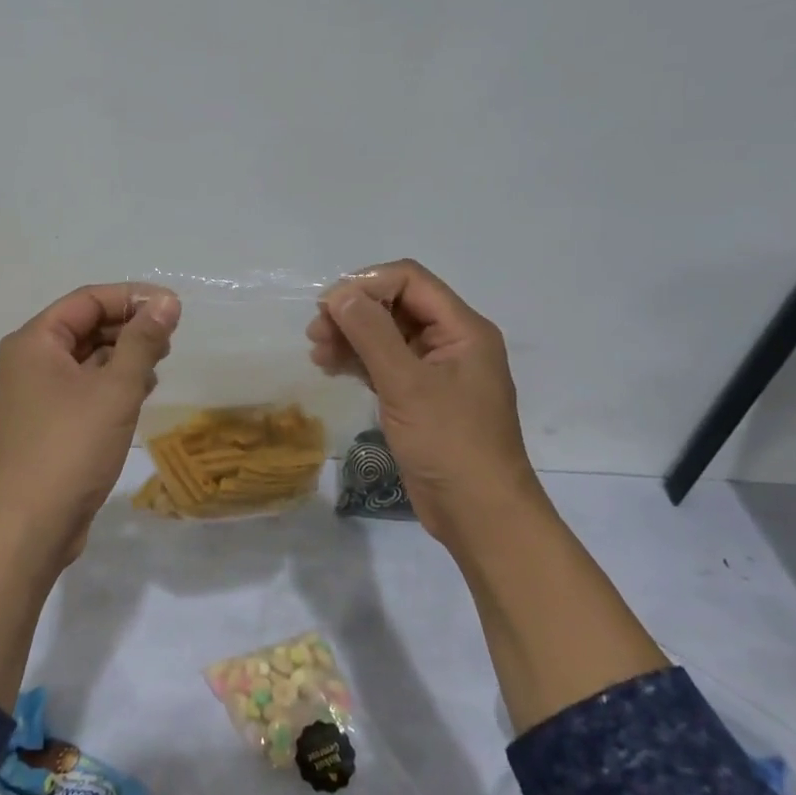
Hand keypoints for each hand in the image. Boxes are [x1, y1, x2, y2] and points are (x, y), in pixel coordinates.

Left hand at [0, 282, 180, 559]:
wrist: (30, 525)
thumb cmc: (72, 446)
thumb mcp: (116, 388)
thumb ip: (143, 341)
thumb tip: (167, 302)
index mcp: (33, 342)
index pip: (87, 300)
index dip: (132, 297)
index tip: (173, 308)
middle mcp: (26, 361)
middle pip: (83, 327)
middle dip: (128, 328)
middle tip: (169, 340)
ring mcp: (31, 395)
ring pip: (83, 359)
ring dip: (122, 357)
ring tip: (158, 367)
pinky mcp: (42, 424)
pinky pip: (79, 388)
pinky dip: (108, 384)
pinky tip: (138, 395)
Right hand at [308, 259, 541, 550]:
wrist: (480, 514)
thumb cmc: (450, 443)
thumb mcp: (407, 384)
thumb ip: (372, 333)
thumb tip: (340, 293)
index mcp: (463, 329)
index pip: (410, 280)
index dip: (367, 284)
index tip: (329, 306)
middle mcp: (451, 342)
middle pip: (396, 305)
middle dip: (354, 312)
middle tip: (316, 332)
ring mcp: (435, 371)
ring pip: (387, 335)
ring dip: (351, 337)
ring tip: (317, 352)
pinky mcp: (420, 397)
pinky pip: (385, 364)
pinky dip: (358, 361)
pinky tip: (330, 367)